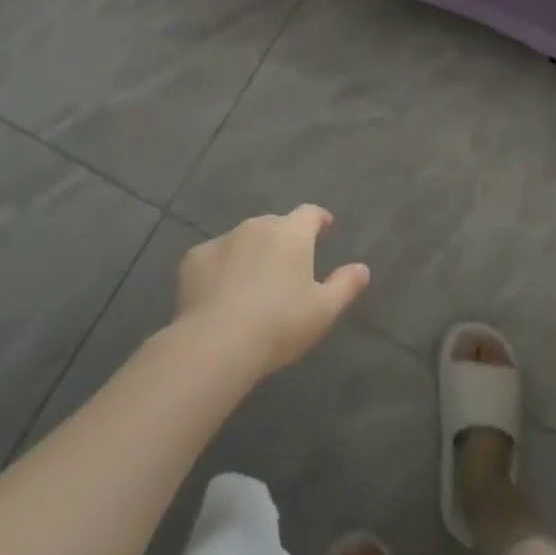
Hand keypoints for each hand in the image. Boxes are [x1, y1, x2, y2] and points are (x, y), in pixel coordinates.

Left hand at [176, 206, 370, 375]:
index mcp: (292, 233)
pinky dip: (220, 269)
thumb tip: (362, 269)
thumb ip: (345, 285)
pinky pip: (213, 258)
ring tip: (251, 284)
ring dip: (250, 254)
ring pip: (243, 240)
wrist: (217, 340)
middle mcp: (258, 226)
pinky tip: (219, 294)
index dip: (318, 219)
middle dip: (282, 240)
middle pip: (275, 225)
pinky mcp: (193, 259)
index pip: (310, 213)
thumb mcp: (323, 310)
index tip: (324, 227)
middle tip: (286, 268)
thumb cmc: (279, 323)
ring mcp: (223, 239)